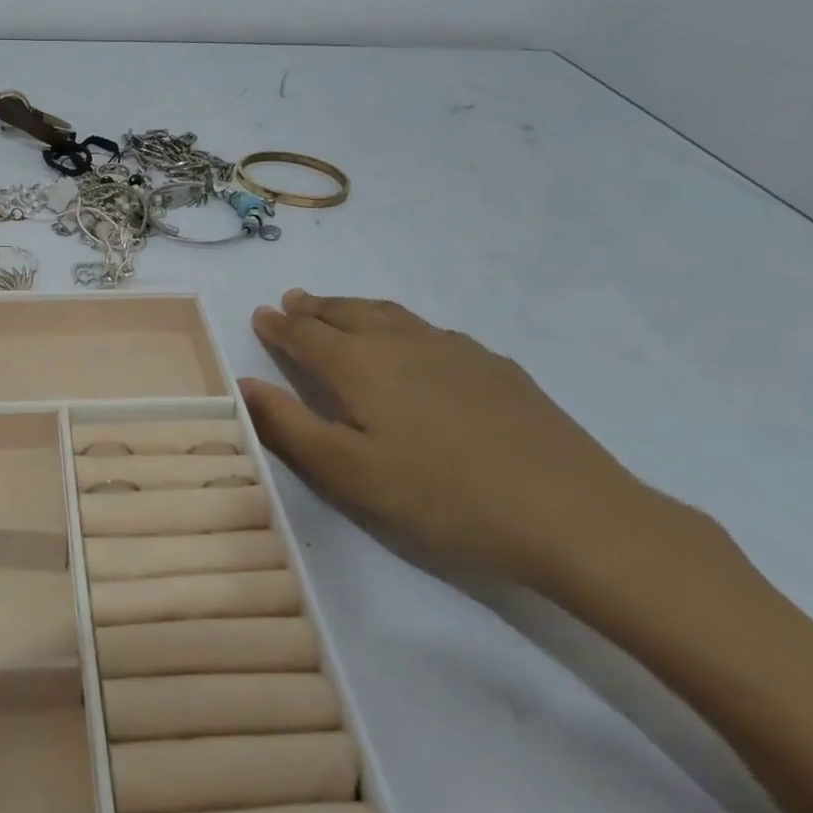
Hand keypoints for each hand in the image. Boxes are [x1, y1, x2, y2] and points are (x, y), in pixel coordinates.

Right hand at [241, 290, 671, 591]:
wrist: (569, 512)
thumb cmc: (440, 496)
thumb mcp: (348, 472)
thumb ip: (288, 425)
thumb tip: (242, 384)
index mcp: (360, 364)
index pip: (305, 334)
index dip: (279, 325)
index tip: (260, 315)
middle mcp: (402, 342)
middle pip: (347, 312)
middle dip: (313, 307)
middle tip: (292, 301)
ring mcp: (454, 349)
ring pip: (390, 314)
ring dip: (354, 308)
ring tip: (338, 309)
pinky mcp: (494, 365)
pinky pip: (429, 330)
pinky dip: (400, 325)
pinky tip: (410, 343)